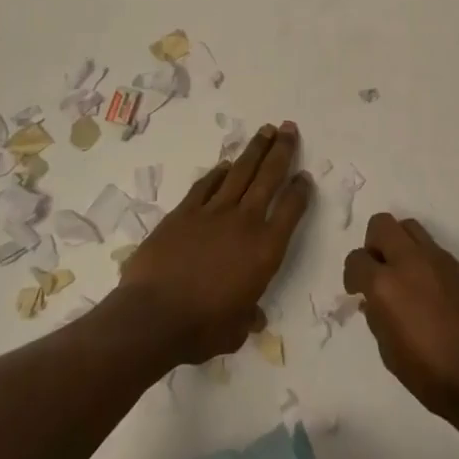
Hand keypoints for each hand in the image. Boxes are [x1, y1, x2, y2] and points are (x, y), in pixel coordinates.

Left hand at [114, 121, 311, 366]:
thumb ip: (248, 317)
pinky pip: (206, 185)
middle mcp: (245, 222)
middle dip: (282, 151)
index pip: (292, 209)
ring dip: (254, 150)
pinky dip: (217, 173)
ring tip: (266, 130)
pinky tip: (225, 164)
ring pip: (239, 172)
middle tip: (289, 127)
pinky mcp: (184, 212)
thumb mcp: (236, 330)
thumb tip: (252, 317)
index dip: (301, 190)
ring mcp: (212, 213)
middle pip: (268, 177)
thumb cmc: (201, 329)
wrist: (153, 317)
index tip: (305, 176)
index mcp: (266, 249)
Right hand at [344, 213, 458, 429]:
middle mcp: (410, 261)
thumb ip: (377, 316)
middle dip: (374, 244)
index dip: (353, 275)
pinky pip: (435, 250)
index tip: (358, 291)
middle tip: (379, 271)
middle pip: (382, 224)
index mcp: (385, 284)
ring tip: (405, 275)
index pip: (356, 259)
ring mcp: (439, 260)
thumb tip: (373, 300)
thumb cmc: (429, 374)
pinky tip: (432, 291)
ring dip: (400, 245)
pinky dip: (425, 261)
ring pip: (410, 227)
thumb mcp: (388, 351)